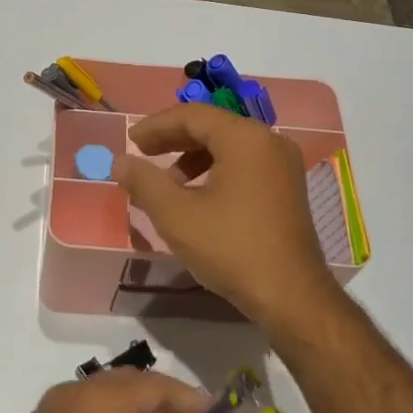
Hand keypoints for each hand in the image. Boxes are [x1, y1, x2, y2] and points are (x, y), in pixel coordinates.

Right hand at [117, 102, 345, 333]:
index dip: (156, 126)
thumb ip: (144, 182)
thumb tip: (120, 161)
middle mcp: (269, 141)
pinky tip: (197, 198)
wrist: (292, 296)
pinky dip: (215, 172)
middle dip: (173, 140)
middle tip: (142, 155)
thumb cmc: (232, 248)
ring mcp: (283, 165)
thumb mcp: (177, 215)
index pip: (192, 115)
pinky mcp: (288, 188)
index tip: (130, 142)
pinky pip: (245, 165)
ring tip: (167, 184)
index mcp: (245, 138)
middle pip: (212, 127)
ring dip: (192, 158)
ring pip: (228, 147)